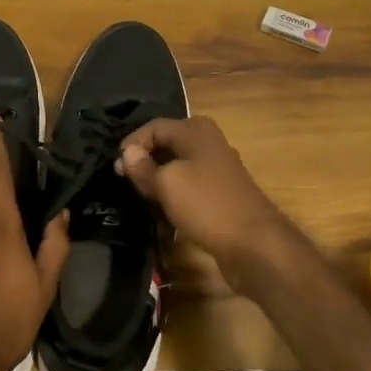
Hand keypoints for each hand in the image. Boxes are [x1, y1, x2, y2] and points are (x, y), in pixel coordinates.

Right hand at [115, 116, 291, 265]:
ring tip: (142, 196)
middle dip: (145, 161)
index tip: (116, 169)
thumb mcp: (167, 184)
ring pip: (178, 166)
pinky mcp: (220, 192)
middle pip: (167, 144)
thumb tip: (128, 152)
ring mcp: (217, 168)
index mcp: (195, 131)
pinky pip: (189, 185)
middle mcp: (208, 142)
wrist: (254, 244)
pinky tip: (164, 210)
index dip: (132, 144)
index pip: (154, 127)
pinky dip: (174, 194)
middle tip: (127, 181)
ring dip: (159, 179)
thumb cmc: (206, 205)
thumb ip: (143, 167)